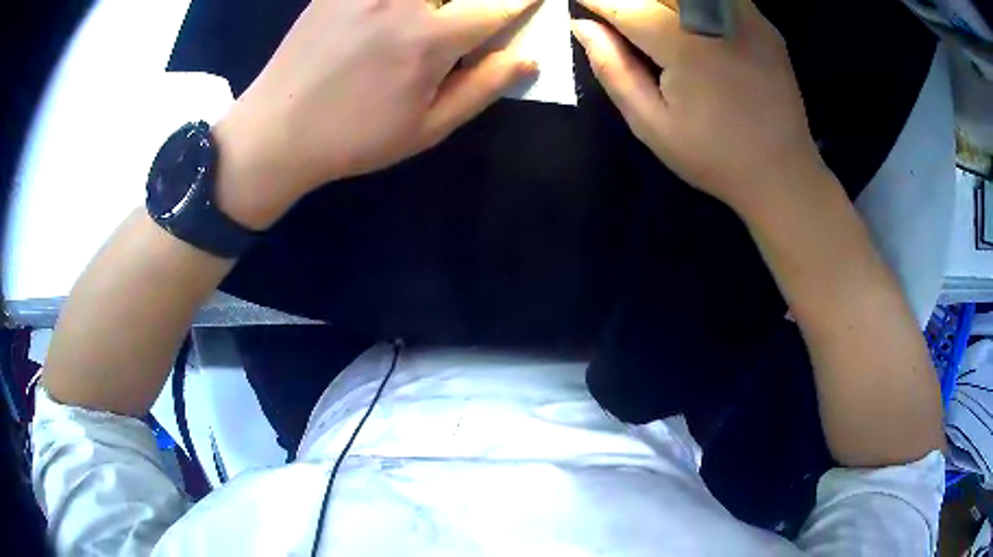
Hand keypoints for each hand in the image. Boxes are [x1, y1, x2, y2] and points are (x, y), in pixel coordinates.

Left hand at [213, 0, 539, 228]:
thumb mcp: (426, 129)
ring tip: (436, 12)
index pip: (498, 4)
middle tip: (480, 7)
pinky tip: (396, 11)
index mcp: (430, 40)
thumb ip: (482, 88)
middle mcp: (402, 1)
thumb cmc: (354, 139)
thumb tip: (528, 59)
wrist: (276, 133)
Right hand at [571, 0, 826, 215]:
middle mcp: (717, 21)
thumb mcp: (652, 125)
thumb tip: (582, 27)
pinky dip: (695, 2)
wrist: (783, 174)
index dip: (598, 0)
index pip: (627, 6)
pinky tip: (687, 18)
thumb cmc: (715, 158)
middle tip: (617, 13)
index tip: (581, 2)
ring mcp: (748, 19)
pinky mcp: (766, 25)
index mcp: (685, 48)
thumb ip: (613, 70)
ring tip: (651, 16)